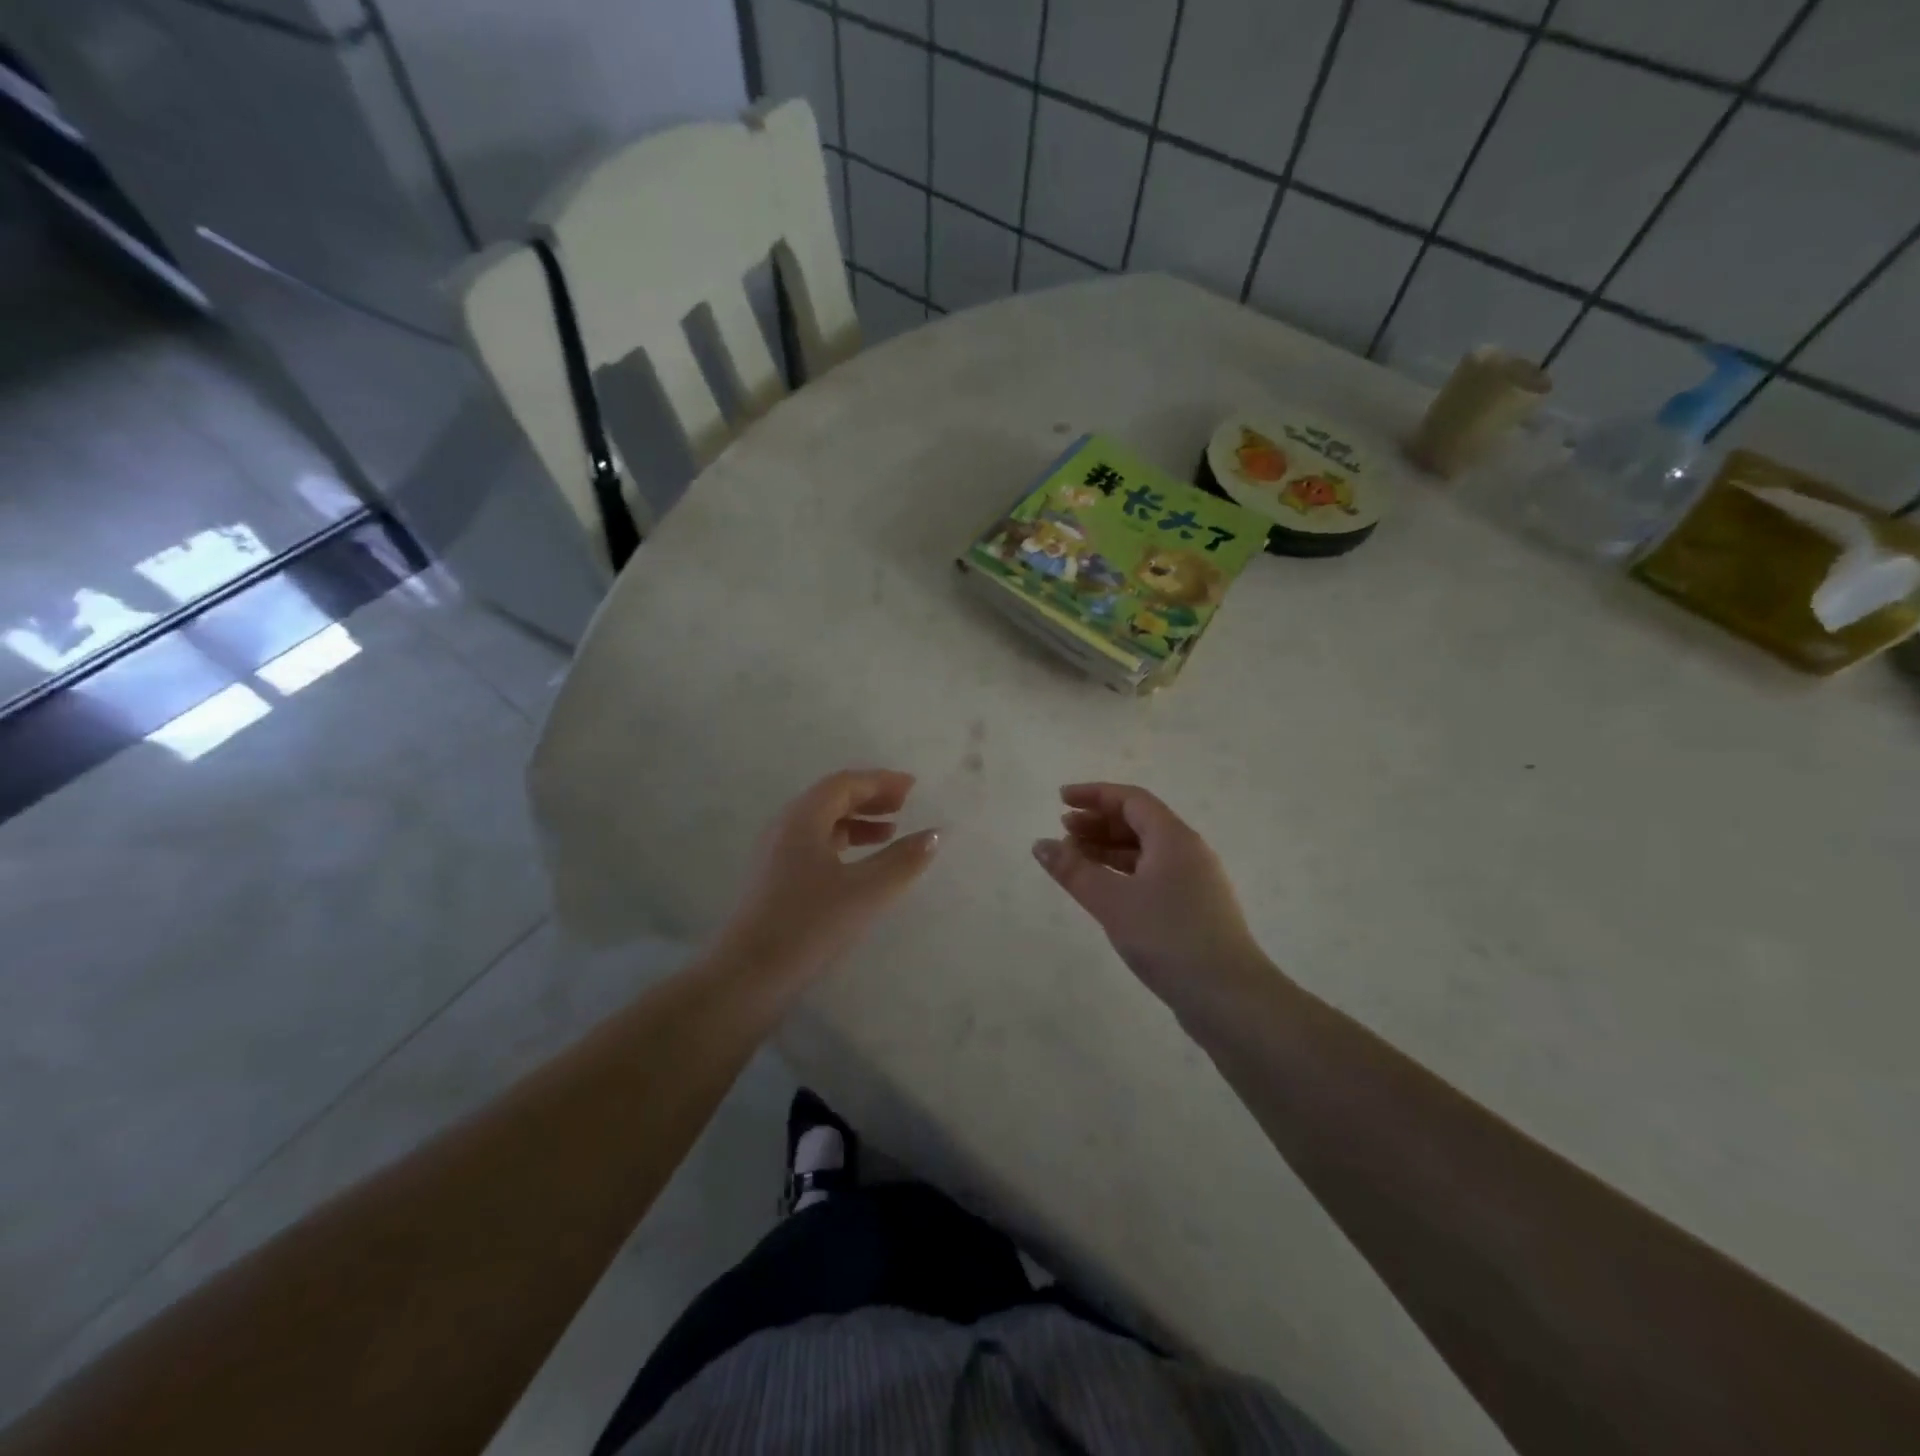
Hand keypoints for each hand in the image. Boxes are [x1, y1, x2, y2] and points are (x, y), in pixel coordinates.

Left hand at [720, 769, 940, 987]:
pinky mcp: (773, 879)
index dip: (880, 781)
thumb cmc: (809, 925)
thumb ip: (903, 860)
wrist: (748, 976)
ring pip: (821, 823)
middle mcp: (785, 827)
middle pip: (831, 798)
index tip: (912, 787)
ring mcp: (775, 854)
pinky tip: (859, 866)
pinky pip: (813, 845)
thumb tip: (934, 833)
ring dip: (857, 822)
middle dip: (869, 798)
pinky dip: (842, 844)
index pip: (844, 784)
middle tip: (904, 805)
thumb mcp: (866, 892)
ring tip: (889, 833)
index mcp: (802, 818)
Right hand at [1032, 783, 1272, 1012]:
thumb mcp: (1112, 901)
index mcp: (1173, 837)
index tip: (1060, 799)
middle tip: (1063, 830)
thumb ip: (1074, 870)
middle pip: (1139, 822)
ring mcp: (1195, 881)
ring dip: (1109, 849)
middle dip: (1098, 822)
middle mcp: (1188, 851)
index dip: (1094, 795)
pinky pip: (1153, 875)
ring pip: (1146, 851)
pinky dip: (1124, 873)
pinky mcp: (1195, 909)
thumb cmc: (1168, 937)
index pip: (1131, 800)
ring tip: (1075, 859)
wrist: (1229, 996)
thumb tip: (1040, 844)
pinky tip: (1105, 890)